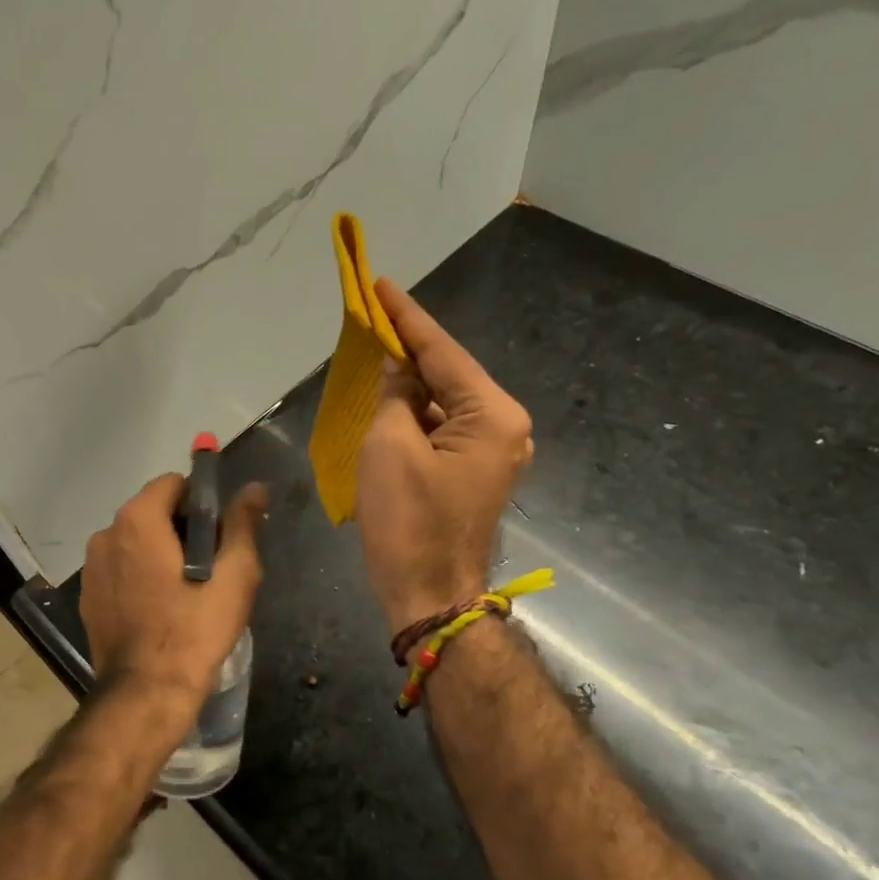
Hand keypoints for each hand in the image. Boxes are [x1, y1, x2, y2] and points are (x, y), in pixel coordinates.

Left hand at [81, 473, 266, 706]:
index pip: (173, 484)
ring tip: (186, 591)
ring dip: (159, 553)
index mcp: (138, 520)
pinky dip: (139, 576)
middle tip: (210, 566)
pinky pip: (120, 570)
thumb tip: (254, 488)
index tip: (219, 535)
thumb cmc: (194, 631)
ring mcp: (91, 567)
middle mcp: (106, 534)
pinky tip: (160, 608)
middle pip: (152, 512)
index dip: (201, 503)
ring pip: (135, 542)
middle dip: (181, 529)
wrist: (146, 692)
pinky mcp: (88, 597)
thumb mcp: (233, 576)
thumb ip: (242, 525)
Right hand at [355, 279, 533, 633]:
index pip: (443, 352)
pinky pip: (444, 430)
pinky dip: (416, 416)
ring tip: (375, 356)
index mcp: (493, 415)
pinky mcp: (476, 473)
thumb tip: (398, 367)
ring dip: (411, 385)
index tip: (381, 284)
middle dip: (410, 351)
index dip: (407, 318)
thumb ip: (395, 396)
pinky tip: (390, 403)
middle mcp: (505, 428)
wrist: (429, 595)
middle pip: (449, 375)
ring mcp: (494, 453)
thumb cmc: (408, 522)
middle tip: (373, 319)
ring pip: (445, 403)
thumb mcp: (389, 448)